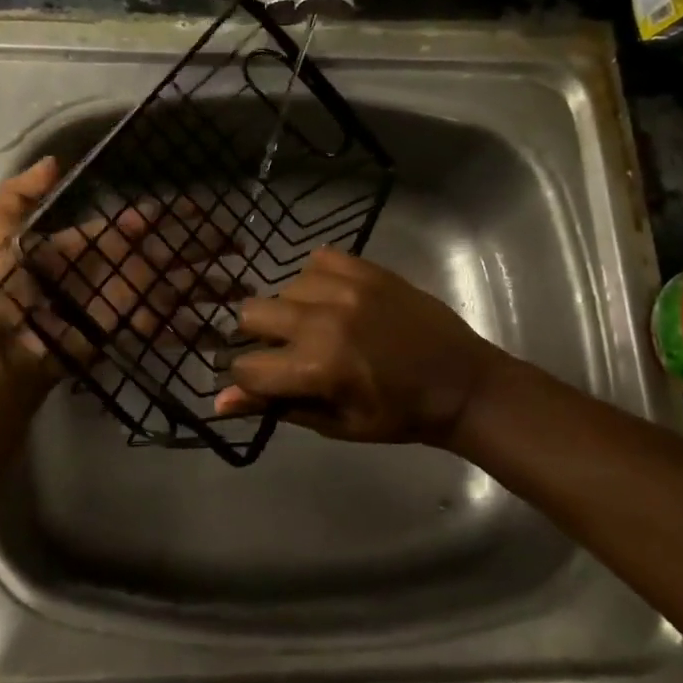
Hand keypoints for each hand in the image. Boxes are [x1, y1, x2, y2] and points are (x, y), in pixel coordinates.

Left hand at [0, 158, 242, 386]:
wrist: (7, 345)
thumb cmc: (6, 289)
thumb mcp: (1, 233)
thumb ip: (20, 194)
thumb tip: (53, 160)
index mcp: (97, 240)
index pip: (142, 222)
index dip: (171, 214)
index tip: (200, 207)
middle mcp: (120, 266)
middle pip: (171, 251)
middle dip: (204, 245)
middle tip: (237, 240)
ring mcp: (128, 298)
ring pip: (178, 287)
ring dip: (211, 286)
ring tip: (244, 286)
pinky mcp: (130, 328)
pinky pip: (166, 325)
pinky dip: (193, 329)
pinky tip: (221, 329)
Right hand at [215, 249, 508, 448]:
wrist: (462, 382)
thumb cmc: (398, 415)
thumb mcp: (336, 423)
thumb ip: (277, 405)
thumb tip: (220, 402)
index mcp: (317, 366)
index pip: (246, 366)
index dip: (249, 379)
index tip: (265, 382)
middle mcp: (323, 319)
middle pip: (251, 314)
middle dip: (260, 338)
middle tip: (289, 352)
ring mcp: (346, 287)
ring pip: (284, 286)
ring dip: (292, 309)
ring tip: (321, 325)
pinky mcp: (367, 268)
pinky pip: (318, 259)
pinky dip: (318, 278)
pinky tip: (335, 298)